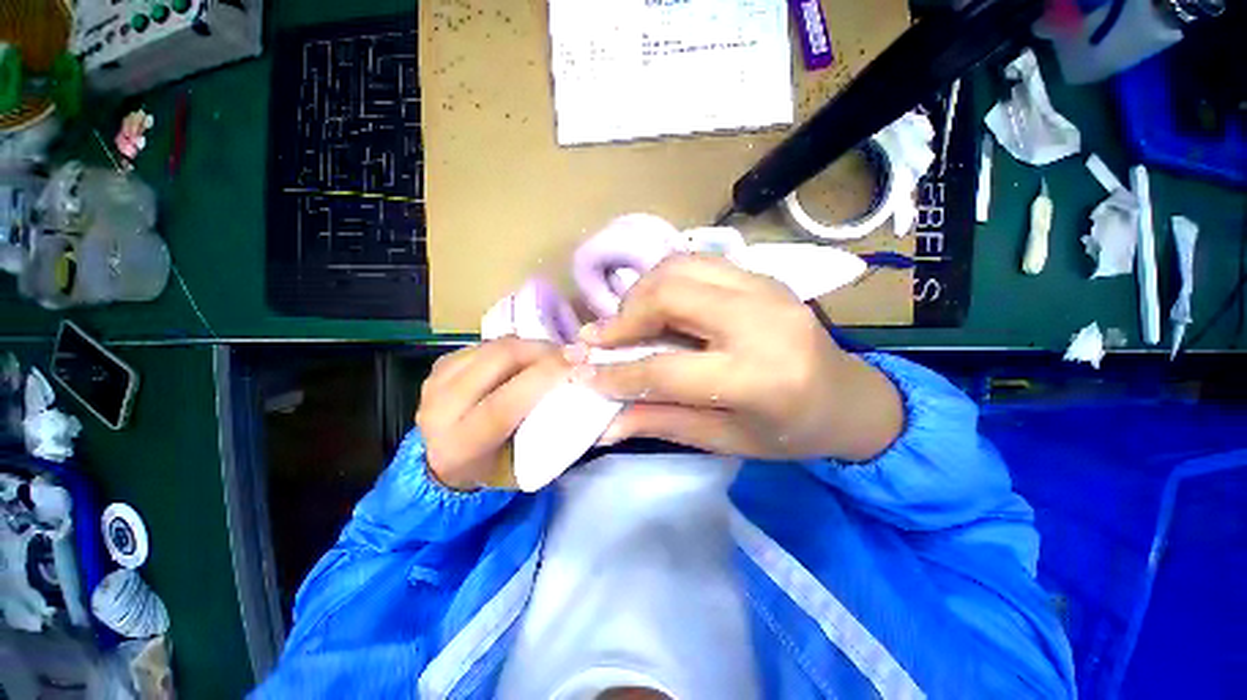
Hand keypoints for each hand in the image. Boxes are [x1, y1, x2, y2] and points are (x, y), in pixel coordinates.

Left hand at [416, 338, 571, 489]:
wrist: (446, 463)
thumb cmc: (496, 468)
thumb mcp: (525, 464)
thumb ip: (551, 430)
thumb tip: (584, 391)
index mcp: (462, 444)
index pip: (504, 403)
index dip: (543, 377)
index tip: (578, 363)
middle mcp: (441, 410)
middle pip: (497, 361)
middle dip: (542, 350)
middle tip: (572, 353)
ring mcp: (435, 382)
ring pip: (493, 346)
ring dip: (531, 345)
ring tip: (554, 354)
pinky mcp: (440, 365)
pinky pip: (486, 344)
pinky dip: (515, 346)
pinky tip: (529, 356)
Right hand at [576, 255, 902, 461]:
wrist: (852, 398)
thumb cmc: (791, 432)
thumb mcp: (726, 440)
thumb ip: (662, 423)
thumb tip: (604, 423)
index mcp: (760, 377)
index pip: (666, 368)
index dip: (616, 372)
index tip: (584, 373)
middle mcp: (763, 321)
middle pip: (670, 294)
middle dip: (623, 316)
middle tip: (602, 339)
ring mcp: (767, 288)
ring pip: (680, 266)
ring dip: (641, 291)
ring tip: (627, 322)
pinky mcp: (764, 275)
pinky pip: (698, 263)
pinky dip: (665, 280)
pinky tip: (658, 306)